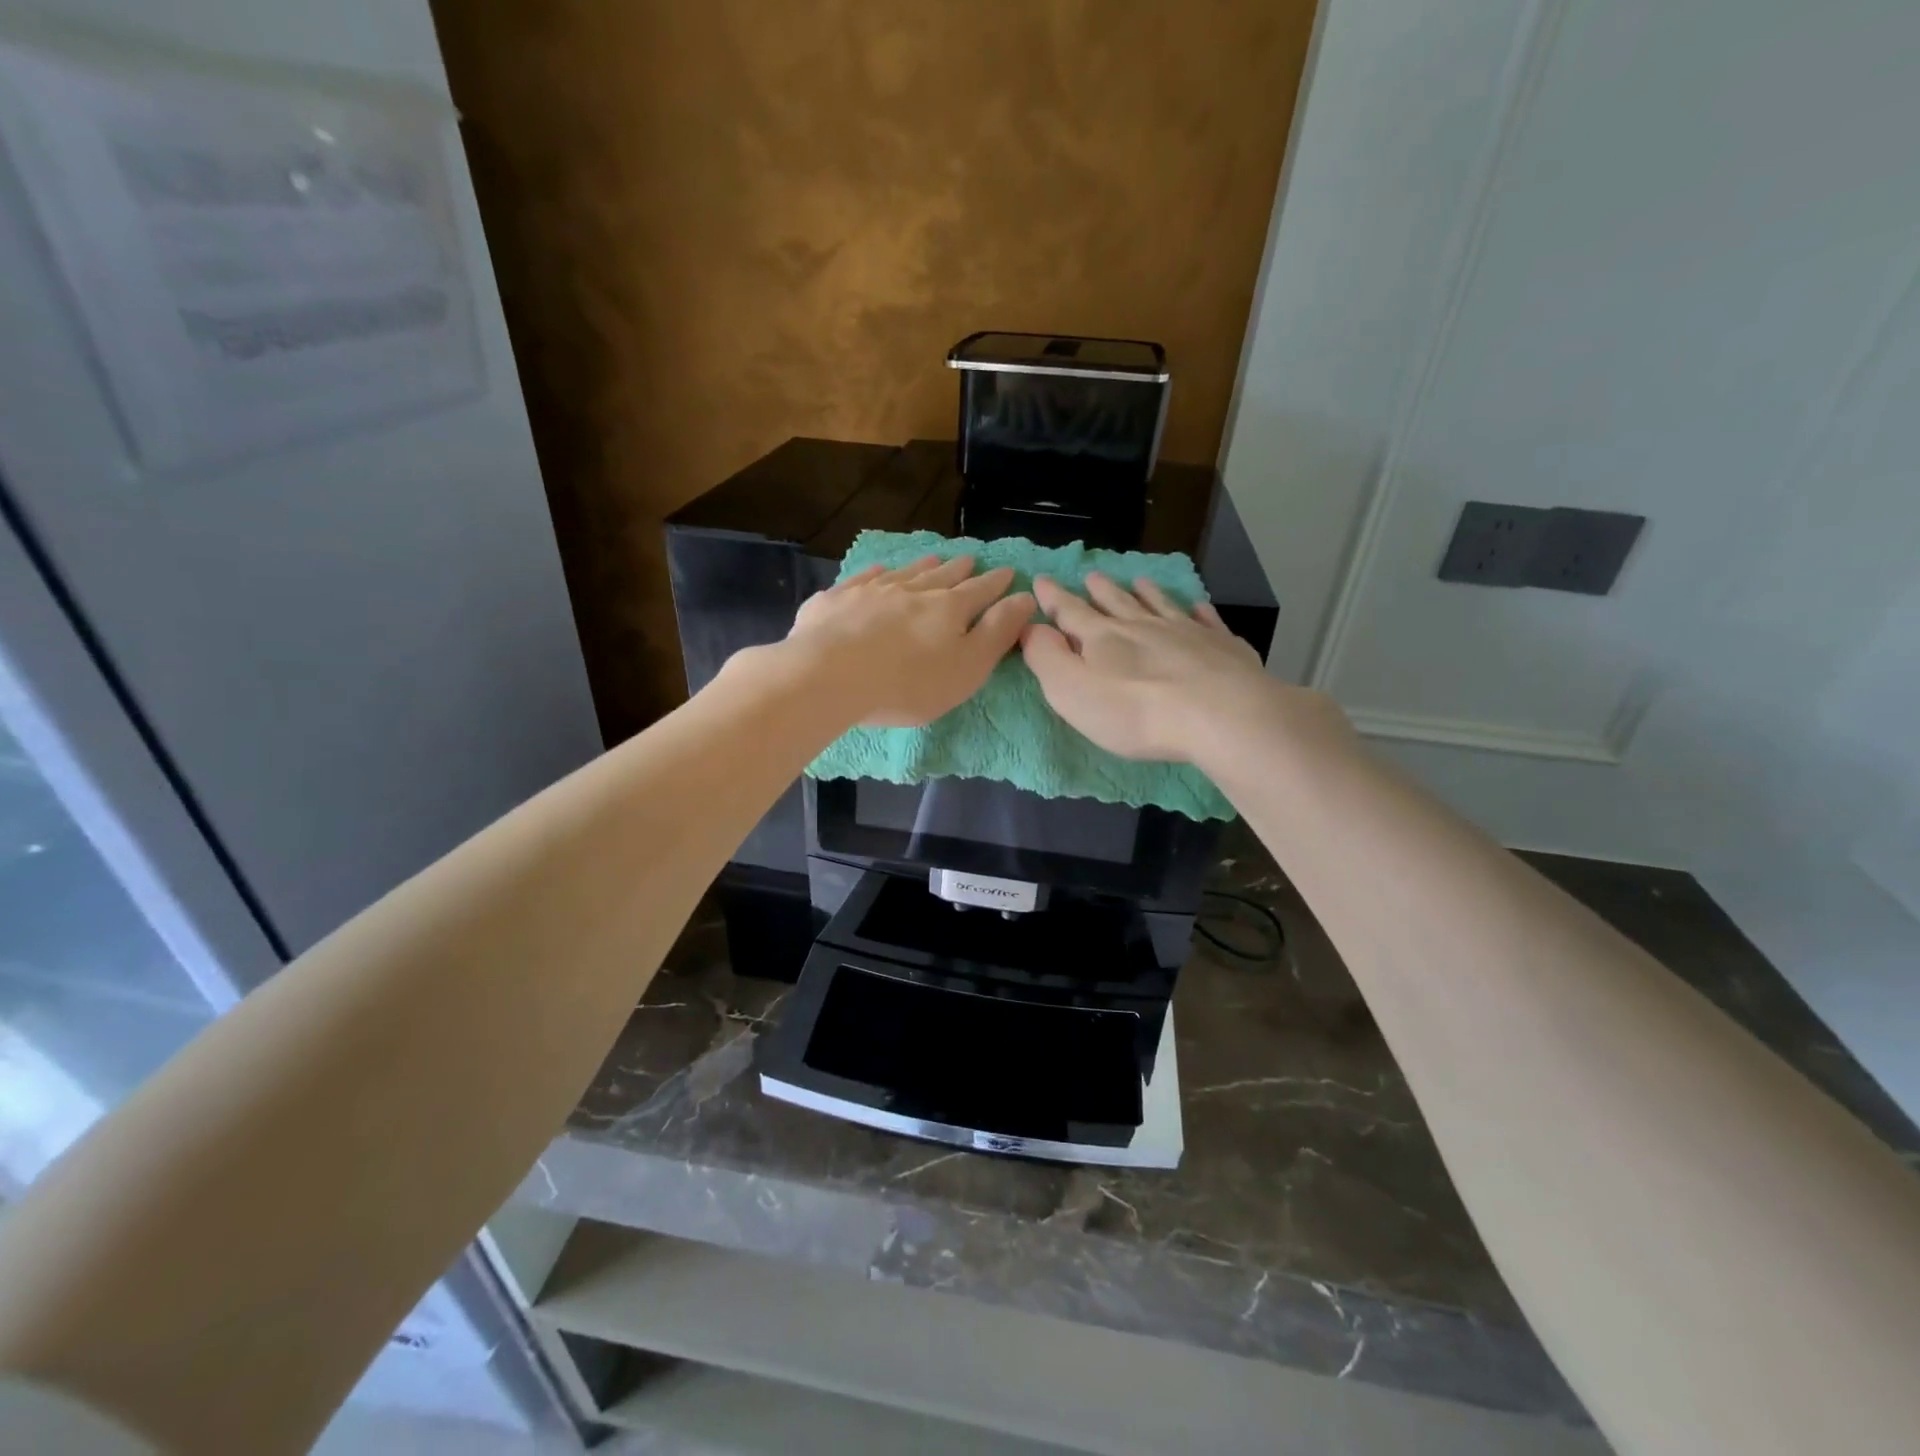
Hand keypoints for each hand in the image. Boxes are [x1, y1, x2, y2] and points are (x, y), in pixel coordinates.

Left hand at [783, 554, 1032, 727]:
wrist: (829, 676)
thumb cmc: (908, 683)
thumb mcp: (967, 667)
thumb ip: (997, 633)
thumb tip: (1026, 598)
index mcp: (948, 609)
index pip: (980, 591)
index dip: (996, 583)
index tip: (1008, 573)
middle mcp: (912, 590)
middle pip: (942, 576)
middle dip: (960, 569)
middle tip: (970, 559)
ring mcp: (871, 591)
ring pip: (904, 573)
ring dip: (922, 566)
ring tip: (933, 558)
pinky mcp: (836, 600)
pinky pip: (862, 579)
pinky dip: (875, 573)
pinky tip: (877, 571)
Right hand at [1022, 572, 1330, 763]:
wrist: (1220, 714)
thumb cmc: (1136, 711)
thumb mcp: (1072, 691)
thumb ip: (1047, 658)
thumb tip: (1031, 627)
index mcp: (1102, 638)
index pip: (1070, 612)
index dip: (1053, 598)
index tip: (1042, 579)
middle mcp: (1142, 626)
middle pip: (1117, 603)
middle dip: (1100, 591)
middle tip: (1092, 576)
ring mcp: (1186, 632)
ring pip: (1160, 605)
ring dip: (1146, 593)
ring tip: (1139, 581)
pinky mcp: (1221, 647)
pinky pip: (1206, 621)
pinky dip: (1198, 610)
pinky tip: (1198, 607)